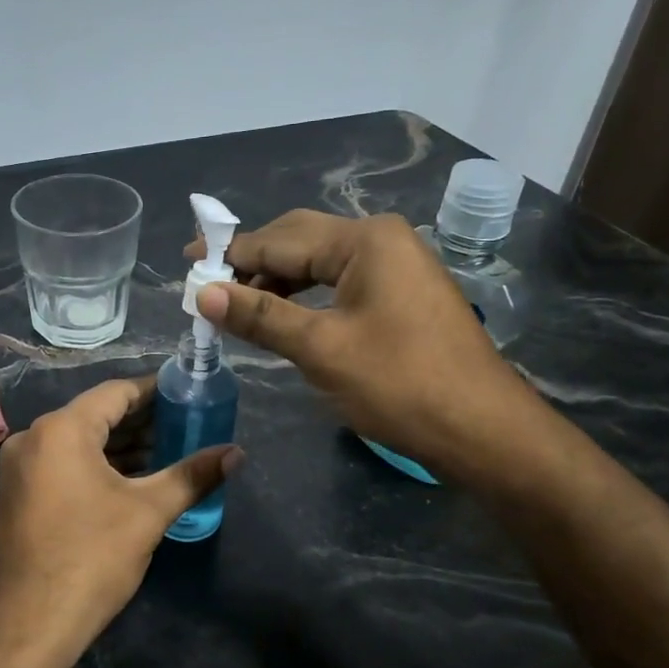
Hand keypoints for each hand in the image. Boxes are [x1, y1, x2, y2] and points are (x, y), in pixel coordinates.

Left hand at [0, 377, 239, 667]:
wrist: (27, 626)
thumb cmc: (90, 559)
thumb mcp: (149, 513)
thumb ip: (193, 476)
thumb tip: (236, 453)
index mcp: (61, 430)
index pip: (116, 392)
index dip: (156, 391)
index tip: (189, 395)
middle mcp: (34, 438)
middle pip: (97, 415)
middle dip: (143, 421)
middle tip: (188, 425)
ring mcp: (20, 468)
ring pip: (80, 442)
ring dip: (122, 446)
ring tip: (169, 452)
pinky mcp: (19, 495)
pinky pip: (64, 464)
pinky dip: (98, 465)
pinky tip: (132, 479)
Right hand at [187, 210, 544, 486]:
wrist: (482, 429)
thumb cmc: (399, 385)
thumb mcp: (321, 349)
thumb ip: (260, 316)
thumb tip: (203, 293)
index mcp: (364, 240)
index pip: (279, 240)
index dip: (230, 254)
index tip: (186, 264)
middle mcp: (382, 239)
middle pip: (300, 241)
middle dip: (252, 263)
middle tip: (208, 286)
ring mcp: (398, 265)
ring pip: (320, 263)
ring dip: (278, 282)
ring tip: (238, 307)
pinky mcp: (403, 293)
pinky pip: (341, 282)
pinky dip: (306, 296)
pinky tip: (284, 316)